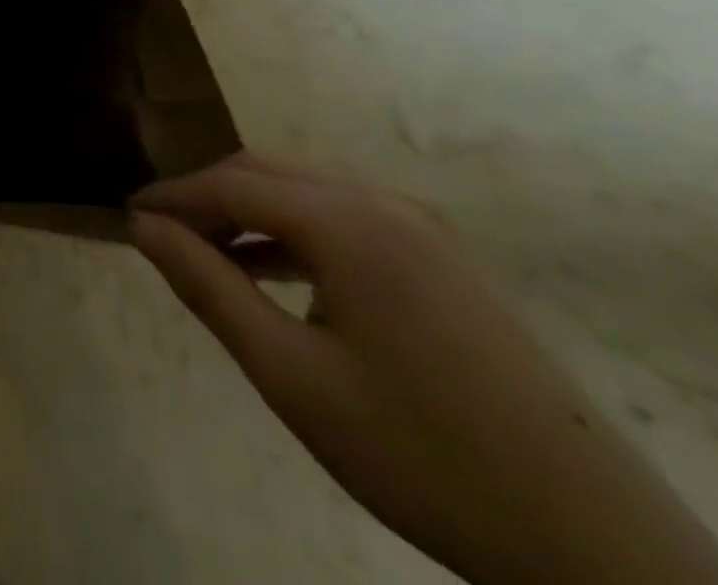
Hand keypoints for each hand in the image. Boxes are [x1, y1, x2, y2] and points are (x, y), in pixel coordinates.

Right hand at [132, 153, 717, 584]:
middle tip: (156, 233)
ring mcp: (423, 229)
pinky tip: (269, 270)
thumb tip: (141, 227)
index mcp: (350, 221)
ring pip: (304, 193)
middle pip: (266, 173)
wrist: (593, 544)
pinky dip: (292, 233)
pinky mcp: (443, 260)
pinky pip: (343, 220)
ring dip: (246, 213)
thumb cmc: (419, 452)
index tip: (124, 216)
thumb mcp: (290, 374)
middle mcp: (385, 204)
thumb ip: (207, 286)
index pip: (230, 182)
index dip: (170, 195)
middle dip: (204, 197)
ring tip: (202, 253)